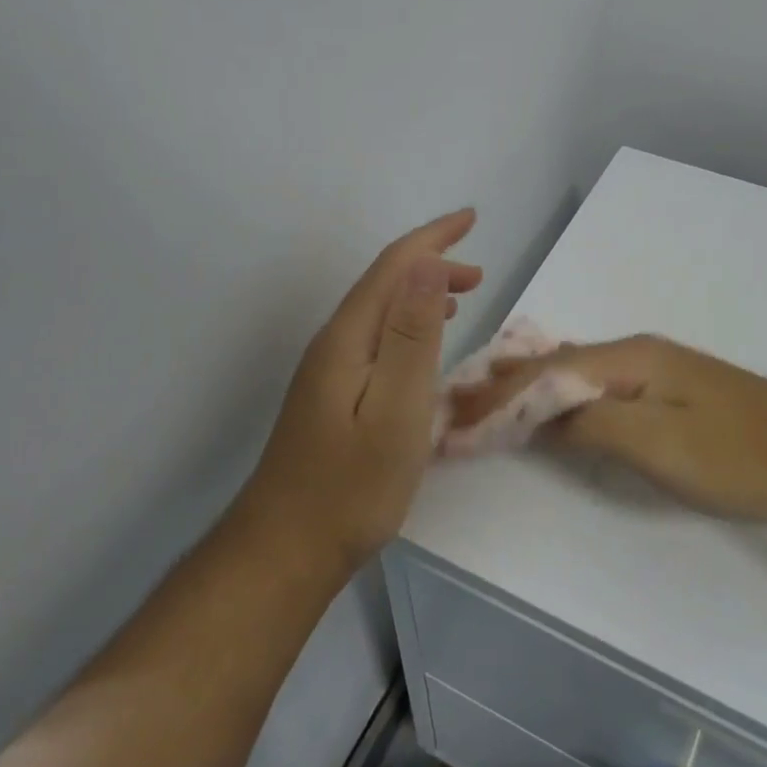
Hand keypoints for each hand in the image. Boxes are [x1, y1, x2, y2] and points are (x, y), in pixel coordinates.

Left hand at [239, 210, 481, 573]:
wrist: (286, 549)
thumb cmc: (351, 485)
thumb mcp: (396, 409)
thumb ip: (412, 336)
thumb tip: (427, 264)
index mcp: (349, 338)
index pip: (393, 267)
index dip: (433, 238)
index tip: (471, 218)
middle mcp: (334, 343)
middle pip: (384, 283)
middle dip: (432, 263)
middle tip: (480, 272)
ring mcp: (328, 370)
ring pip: (380, 310)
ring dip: (421, 293)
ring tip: (463, 295)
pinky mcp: (331, 395)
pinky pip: (375, 337)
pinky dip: (407, 324)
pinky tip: (422, 345)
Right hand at [449, 335, 766, 535]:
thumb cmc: (738, 455)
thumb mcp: (657, 444)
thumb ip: (589, 423)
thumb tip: (533, 413)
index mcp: (629, 358)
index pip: (543, 372)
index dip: (495, 398)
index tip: (452, 421)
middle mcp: (636, 352)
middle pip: (553, 364)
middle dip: (502, 386)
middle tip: (456, 408)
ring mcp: (656, 369)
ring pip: (574, 372)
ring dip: (528, 389)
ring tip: (486, 402)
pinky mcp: (671, 392)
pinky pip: (596, 385)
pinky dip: (560, 395)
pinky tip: (550, 403)